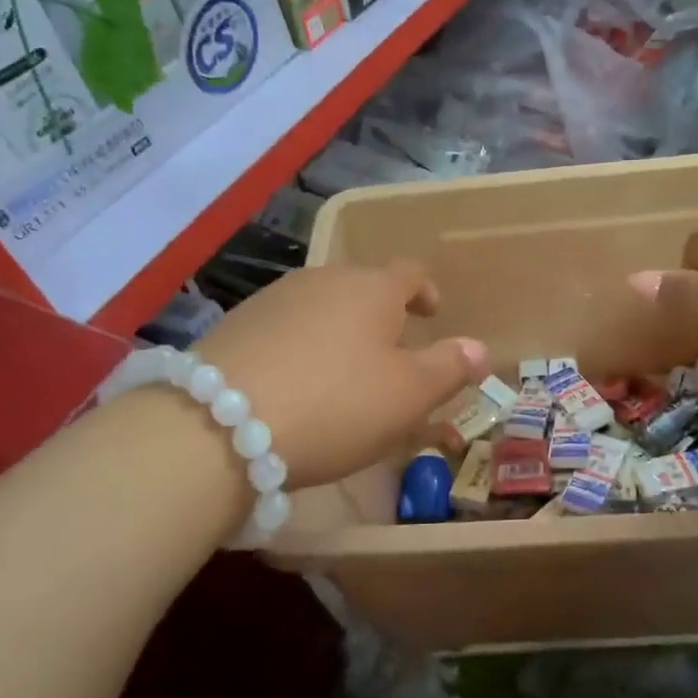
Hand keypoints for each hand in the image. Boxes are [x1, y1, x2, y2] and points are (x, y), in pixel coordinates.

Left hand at [191, 263, 486, 488]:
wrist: (217, 424)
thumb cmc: (335, 404)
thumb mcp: (407, 395)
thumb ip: (448, 367)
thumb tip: (480, 348)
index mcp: (373, 288)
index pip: (411, 273)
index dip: (426, 290)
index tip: (433, 312)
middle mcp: (325, 279)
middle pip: (363, 287)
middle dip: (382, 314)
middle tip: (391, 353)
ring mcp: (275, 298)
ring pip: (322, 306)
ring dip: (340, 330)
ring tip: (342, 371)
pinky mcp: (237, 324)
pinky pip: (286, 327)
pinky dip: (301, 346)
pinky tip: (295, 382)